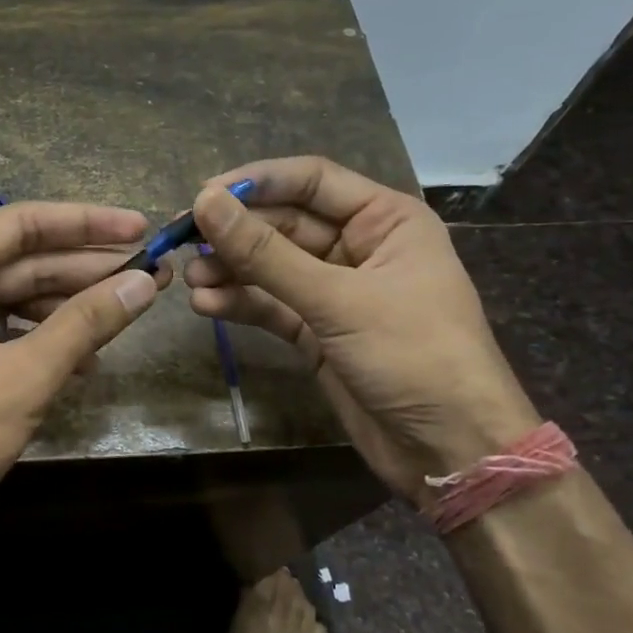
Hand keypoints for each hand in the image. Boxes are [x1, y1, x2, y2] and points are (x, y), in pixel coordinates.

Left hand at [0, 202, 164, 550]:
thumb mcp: (22, 377)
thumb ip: (85, 324)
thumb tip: (144, 283)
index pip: (23, 224)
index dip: (88, 223)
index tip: (141, 226)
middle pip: (23, 261)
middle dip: (87, 271)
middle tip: (152, 274)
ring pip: (16, 300)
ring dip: (70, 311)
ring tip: (127, 316)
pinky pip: (3, 334)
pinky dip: (43, 343)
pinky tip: (86, 361)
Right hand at [184, 156, 535, 493]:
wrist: (450, 451)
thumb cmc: (414, 356)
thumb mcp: (338, 300)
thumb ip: (266, 254)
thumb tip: (205, 203)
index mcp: (386, 221)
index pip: (312, 181)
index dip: (257, 183)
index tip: (204, 194)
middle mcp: (360, 248)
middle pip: (284, 224)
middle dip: (236, 233)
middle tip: (182, 241)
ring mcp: (336, 292)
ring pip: (272, 267)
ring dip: (231, 270)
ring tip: (190, 280)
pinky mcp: (317, 332)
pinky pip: (271, 306)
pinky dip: (240, 304)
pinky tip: (205, 305)